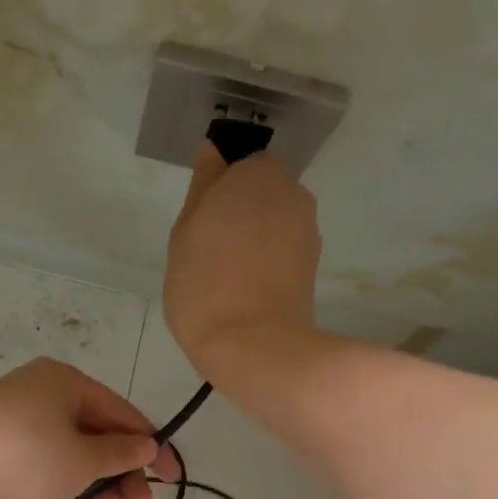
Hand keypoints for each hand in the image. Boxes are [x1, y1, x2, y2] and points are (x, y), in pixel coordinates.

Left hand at [0, 358, 183, 498]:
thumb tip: (147, 446)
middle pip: (96, 433)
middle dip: (121, 471)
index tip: (173, 479)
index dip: (153, 447)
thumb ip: (119, 454)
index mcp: (65, 382)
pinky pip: (45, 465)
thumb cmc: (23, 460)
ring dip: (96, 483)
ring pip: (70, 453)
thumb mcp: (82, 460)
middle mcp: (41, 394)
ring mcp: (16, 423)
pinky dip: (66, 485)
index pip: (123, 414)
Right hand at [164, 141, 321, 378]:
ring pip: (275, 224)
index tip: (201, 224)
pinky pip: (284, 253)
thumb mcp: (185, 232)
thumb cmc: (204, 285)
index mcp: (256, 174)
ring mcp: (307, 231)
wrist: (253, 346)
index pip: (241, 165)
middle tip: (210, 252)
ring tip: (228, 278)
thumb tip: (213, 152)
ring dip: (256, 241)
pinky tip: (247, 292)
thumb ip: (202, 187)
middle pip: (263, 194)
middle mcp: (292, 193)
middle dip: (242, 213)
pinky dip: (269, 265)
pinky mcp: (313, 267)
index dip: (220, 192)